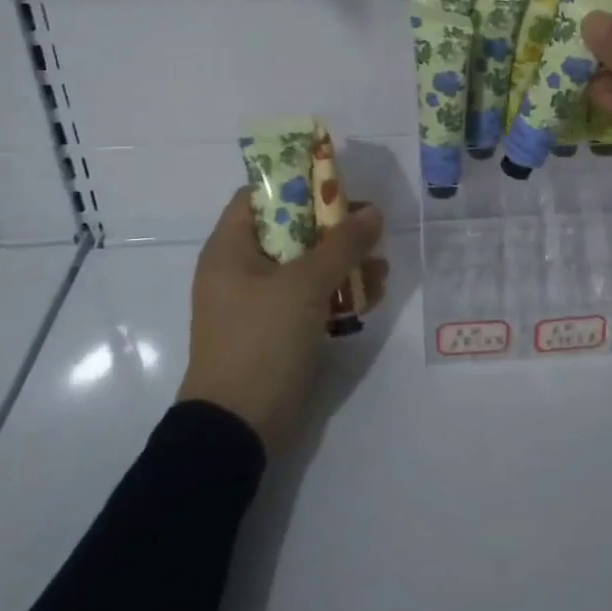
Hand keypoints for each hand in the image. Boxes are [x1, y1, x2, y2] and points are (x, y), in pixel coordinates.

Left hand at [179, 189, 386, 456]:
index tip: (336, 183)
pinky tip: (373, 296)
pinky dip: (340, 292)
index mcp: (230, 249)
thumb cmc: (261, 340)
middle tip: (369, 226)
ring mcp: (260, 301)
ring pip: (307, 264)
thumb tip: (373, 212)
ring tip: (381, 267)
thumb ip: (342, 244)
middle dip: (334, 227)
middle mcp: (242, 269)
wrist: (238, 427)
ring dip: (345, 261)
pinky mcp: (279, 329)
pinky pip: (312, 297)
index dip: (296, 183)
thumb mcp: (304, 285)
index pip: (258, 196)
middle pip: (291, 229)